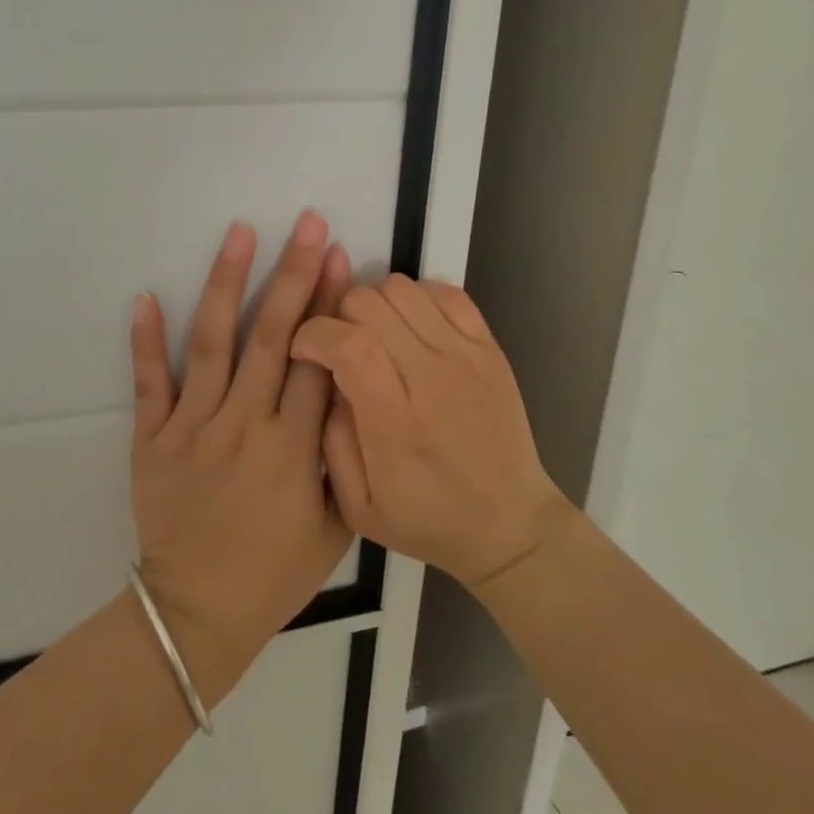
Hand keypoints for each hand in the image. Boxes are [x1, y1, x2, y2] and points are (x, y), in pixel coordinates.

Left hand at [128, 212, 353, 706]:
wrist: (197, 613)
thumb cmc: (275, 572)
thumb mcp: (336, 525)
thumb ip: (343, 456)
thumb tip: (348, 389)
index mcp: (293, 449)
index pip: (316, 360)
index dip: (328, 304)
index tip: (337, 255)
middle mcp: (243, 426)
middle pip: (272, 337)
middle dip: (292, 275)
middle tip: (305, 223)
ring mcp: (192, 428)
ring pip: (213, 344)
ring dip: (226, 284)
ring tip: (239, 233)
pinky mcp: (152, 438)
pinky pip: (149, 382)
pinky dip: (146, 340)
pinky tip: (145, 296)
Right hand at [290, 275, 568, 589]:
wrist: (510, 525)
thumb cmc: (427, 520)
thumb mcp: (357, 506)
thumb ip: (329, 439)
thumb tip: (323, 378)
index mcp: (396, 423)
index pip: (348, 345)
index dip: (314, 334)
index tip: (303, 350)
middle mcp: (432, 378)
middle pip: (369, 304)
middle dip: (337, 316)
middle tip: (338, 346)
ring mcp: (466, 356)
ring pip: (402, 288)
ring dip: (374, 304)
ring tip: (374, 336)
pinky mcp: (489, 347)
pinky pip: (445, 291)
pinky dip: (417, 297)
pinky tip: (410, 328)